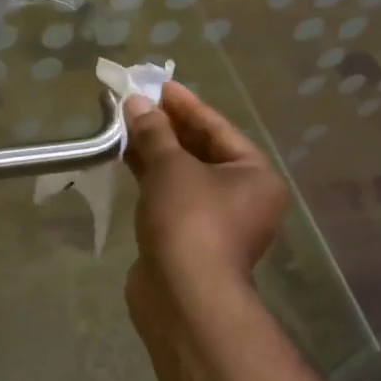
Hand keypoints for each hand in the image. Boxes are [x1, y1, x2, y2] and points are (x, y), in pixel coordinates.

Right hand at [122, 84, 289, 327]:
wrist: (184, 296)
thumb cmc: (190, 220)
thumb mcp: (171, 167)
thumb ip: (154, 132)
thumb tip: (136, 103)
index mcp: (255, 175)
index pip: (218, 128)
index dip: (186, 105)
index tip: (159, 85)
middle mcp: (243, 197)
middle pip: (202, 151)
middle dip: (168, 127)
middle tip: (137, 103)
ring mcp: (216, 222)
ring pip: (184, 176)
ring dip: (156, 152)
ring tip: (125, 125)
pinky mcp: (189, 239)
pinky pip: (171, 197)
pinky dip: (151, 179)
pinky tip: (126, 160)